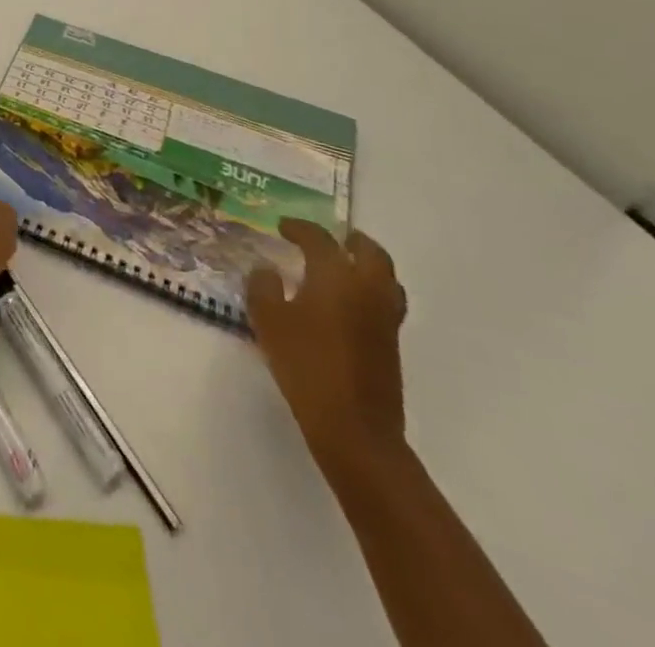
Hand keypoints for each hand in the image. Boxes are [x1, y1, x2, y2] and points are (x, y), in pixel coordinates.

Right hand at [246, 219, 406, 476]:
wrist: (354, 427)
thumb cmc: (306, 364)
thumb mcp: (268, 321)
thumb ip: (263, 287)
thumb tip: (267, 270)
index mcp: (336, 276)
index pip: (319, 239)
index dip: (299, 228)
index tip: (282, 226)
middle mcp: (367, 289)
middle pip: (370, 252)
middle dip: (350, 241)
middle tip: (329, 239)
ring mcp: (385, 318)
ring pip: (385, 277)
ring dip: (366, 264)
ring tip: (343, 266)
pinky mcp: (391, 344)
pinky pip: (385, 301)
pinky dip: (369, 290)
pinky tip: (346, 303)